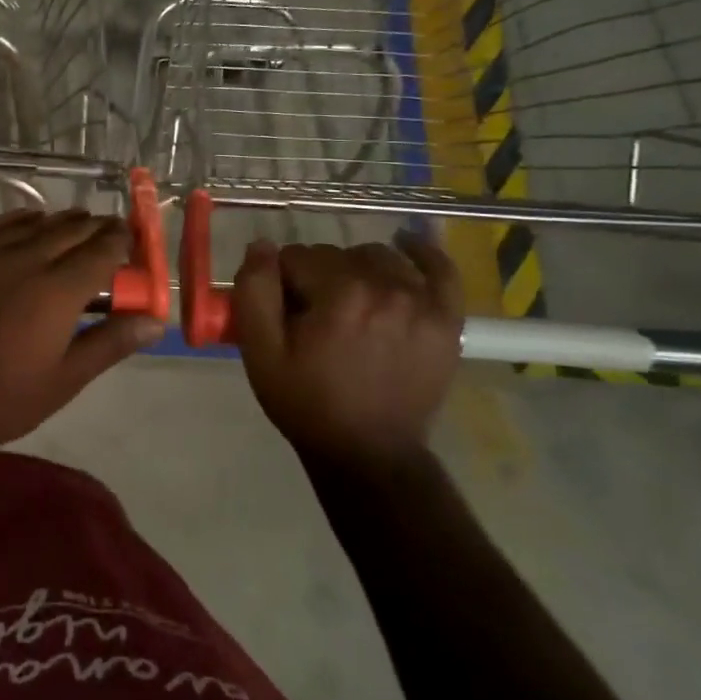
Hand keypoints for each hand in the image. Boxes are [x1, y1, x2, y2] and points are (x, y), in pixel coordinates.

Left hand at [0, 209, 164, 509]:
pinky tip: (28, 226)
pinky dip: (21, 221)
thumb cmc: (2, 398)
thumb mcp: (65, 379)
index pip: (102, 250)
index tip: (129, 241)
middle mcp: (24, 258)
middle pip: (70, 229)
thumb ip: (110, 341)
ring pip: (34, 222)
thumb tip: (156, 321)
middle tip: (106, 235)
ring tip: (72, 229)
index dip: (121, 241)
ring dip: (60, 223)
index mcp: (58, 291)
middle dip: (95, 228)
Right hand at [232, 234, 463, 471]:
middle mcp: (387, 288)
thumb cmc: (307, 402)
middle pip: (337, 255)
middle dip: (317, 277)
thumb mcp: (260, 352)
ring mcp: (424, 302)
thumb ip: (253, 291)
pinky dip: (422, 253)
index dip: (282, 282)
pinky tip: (405, 247)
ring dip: (357, 270)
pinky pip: (440, 269)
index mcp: (341, 294)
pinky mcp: (447, 319)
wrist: (368, 453)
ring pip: (379, 257)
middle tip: (313, 318)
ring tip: (349, 303)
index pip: (298, 257)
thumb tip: (261, 246)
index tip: (283, 314)